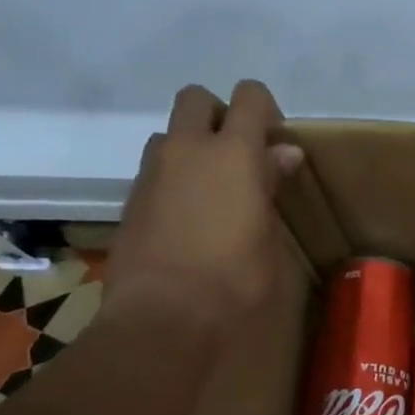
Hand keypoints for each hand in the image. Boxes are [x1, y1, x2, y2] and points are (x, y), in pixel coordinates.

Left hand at [103, 82, 304, 327]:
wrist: (165, 316)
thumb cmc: (236, 280)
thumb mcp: (269, 235)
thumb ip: (272, 186)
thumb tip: (283, 154)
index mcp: (233, 153)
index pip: (249, 98)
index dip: (266, 110)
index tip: (277, 143)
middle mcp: (187, 150)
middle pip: (197, 100)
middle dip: (219, 116)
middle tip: (241, 158)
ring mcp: (152, 173)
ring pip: (171, 135)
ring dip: (193, 149)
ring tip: (215, 192)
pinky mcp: (131, 201)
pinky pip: (157, 172)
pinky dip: (176, 181)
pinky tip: (192, 221)